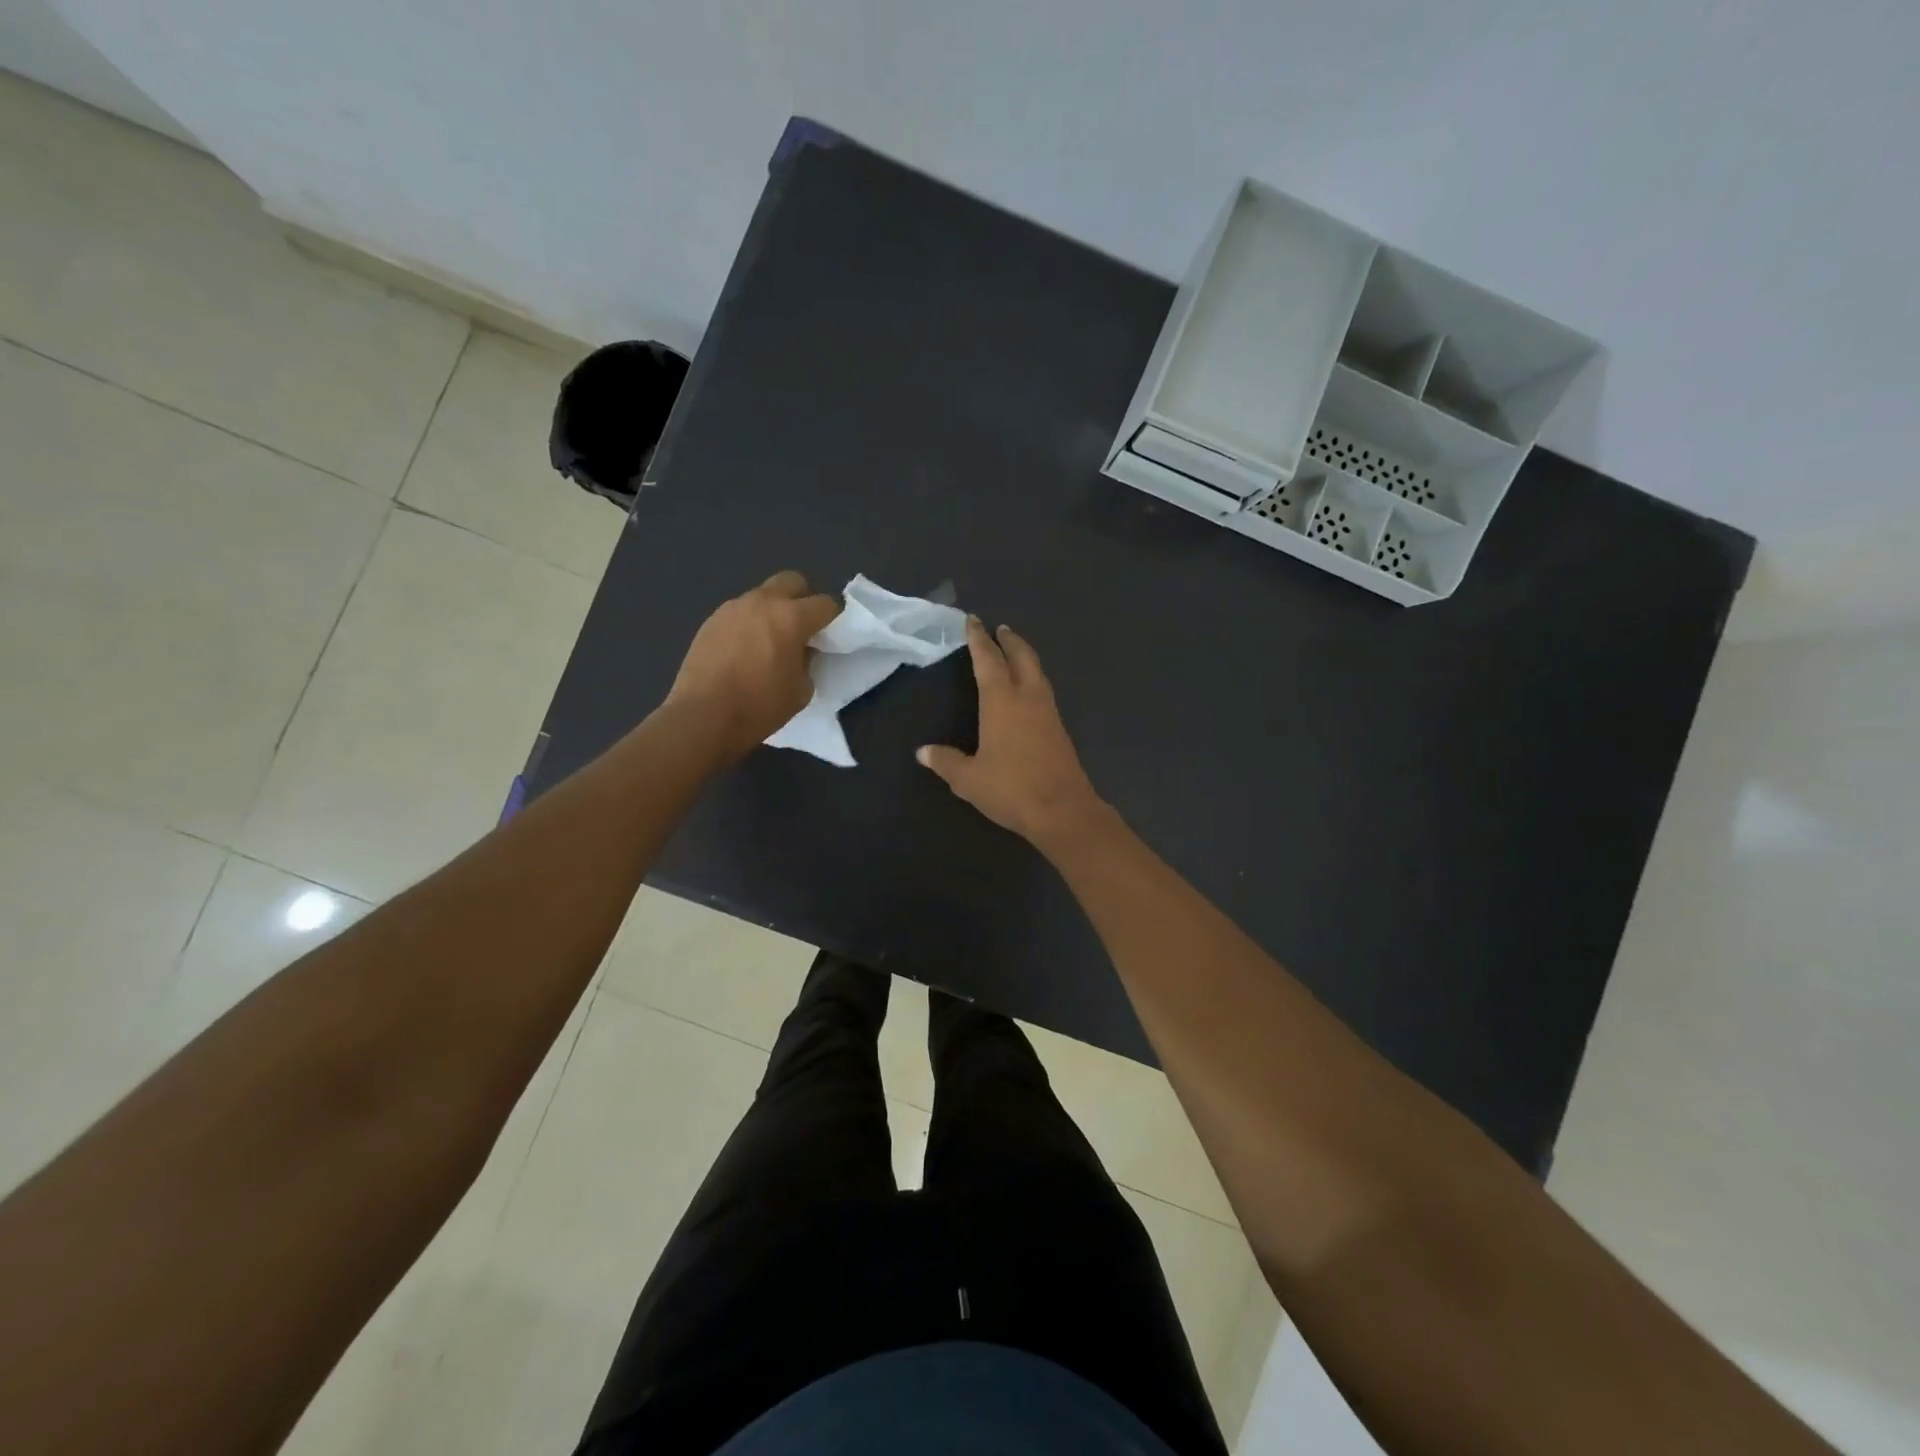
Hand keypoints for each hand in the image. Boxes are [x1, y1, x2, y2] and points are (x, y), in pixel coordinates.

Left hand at [668, 571, 838, 759]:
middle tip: (803, 627)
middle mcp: (762, 602)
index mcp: (791, 617)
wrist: (703, 716)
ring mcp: (733, 608)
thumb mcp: (801, 690)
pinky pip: (740, 612)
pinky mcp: (711, 620)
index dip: (834, 618)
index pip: (825, 603)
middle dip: (803, 599)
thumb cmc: (759, 706)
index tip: (831, 634)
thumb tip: (801, 650)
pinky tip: (745, 650)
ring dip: (773, 610)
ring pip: (763, 595)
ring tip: (770, 641)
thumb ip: (808, 661)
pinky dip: (749, 623)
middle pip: (792, 581)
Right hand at [917, 619, 1108, 847]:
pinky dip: (1033, 676)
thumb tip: (923, 752)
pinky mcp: (1059, 727)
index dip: (978, 639)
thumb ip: (946, 762)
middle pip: (1020, 656)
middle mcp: (1027, 697)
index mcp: (1002, 701)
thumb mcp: (969, 779)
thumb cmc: (1011, 789)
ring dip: (1024, 655)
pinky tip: (1027, 689)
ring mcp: (1048, 711)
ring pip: (1037, 671)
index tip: (973, 621)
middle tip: (999, 628)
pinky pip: (1043, 689)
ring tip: (1013, 651)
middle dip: (1009, 640)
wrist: (1063, 810)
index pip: (988, 660)